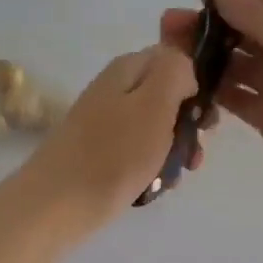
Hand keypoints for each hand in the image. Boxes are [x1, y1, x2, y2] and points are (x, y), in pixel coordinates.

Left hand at [23, 44, 196, 228]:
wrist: (58, 203)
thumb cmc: (114, 153)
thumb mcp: (154, 103)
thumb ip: (175, 72)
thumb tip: (185, 72)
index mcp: (127, 68)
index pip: (174, 59)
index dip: (196, 84)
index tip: (204, 116)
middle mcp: (115, 89)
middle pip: (167, 96)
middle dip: (188, 124)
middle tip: (194, 152)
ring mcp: (106, 122)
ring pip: (156, 128)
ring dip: (174, 150)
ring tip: (176, 175)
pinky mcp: (101, 152)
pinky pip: (139, 152)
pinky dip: (152, 167)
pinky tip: (156, 186)